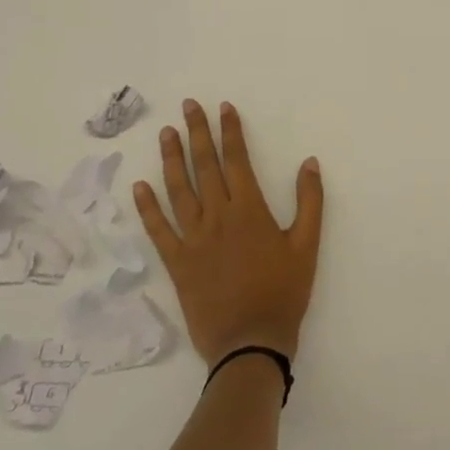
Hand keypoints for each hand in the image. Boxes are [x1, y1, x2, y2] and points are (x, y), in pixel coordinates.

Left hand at [134, 99, 324, 364]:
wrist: (250, 344)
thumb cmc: (283, 292)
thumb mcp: (307, 246)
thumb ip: (310, 201)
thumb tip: (309, 162)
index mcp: (250, 211)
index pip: (237, 160)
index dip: (230, 131)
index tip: (224, 107)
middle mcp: (218, 217)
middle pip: (205, 166)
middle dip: (197, 133)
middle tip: (188, 106)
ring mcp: (193, 240)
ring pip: (178, 190)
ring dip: (172, 159)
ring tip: (166, 133)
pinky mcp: (177, 263)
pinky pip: (158, 230)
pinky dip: (147, 208)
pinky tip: (139, 186)